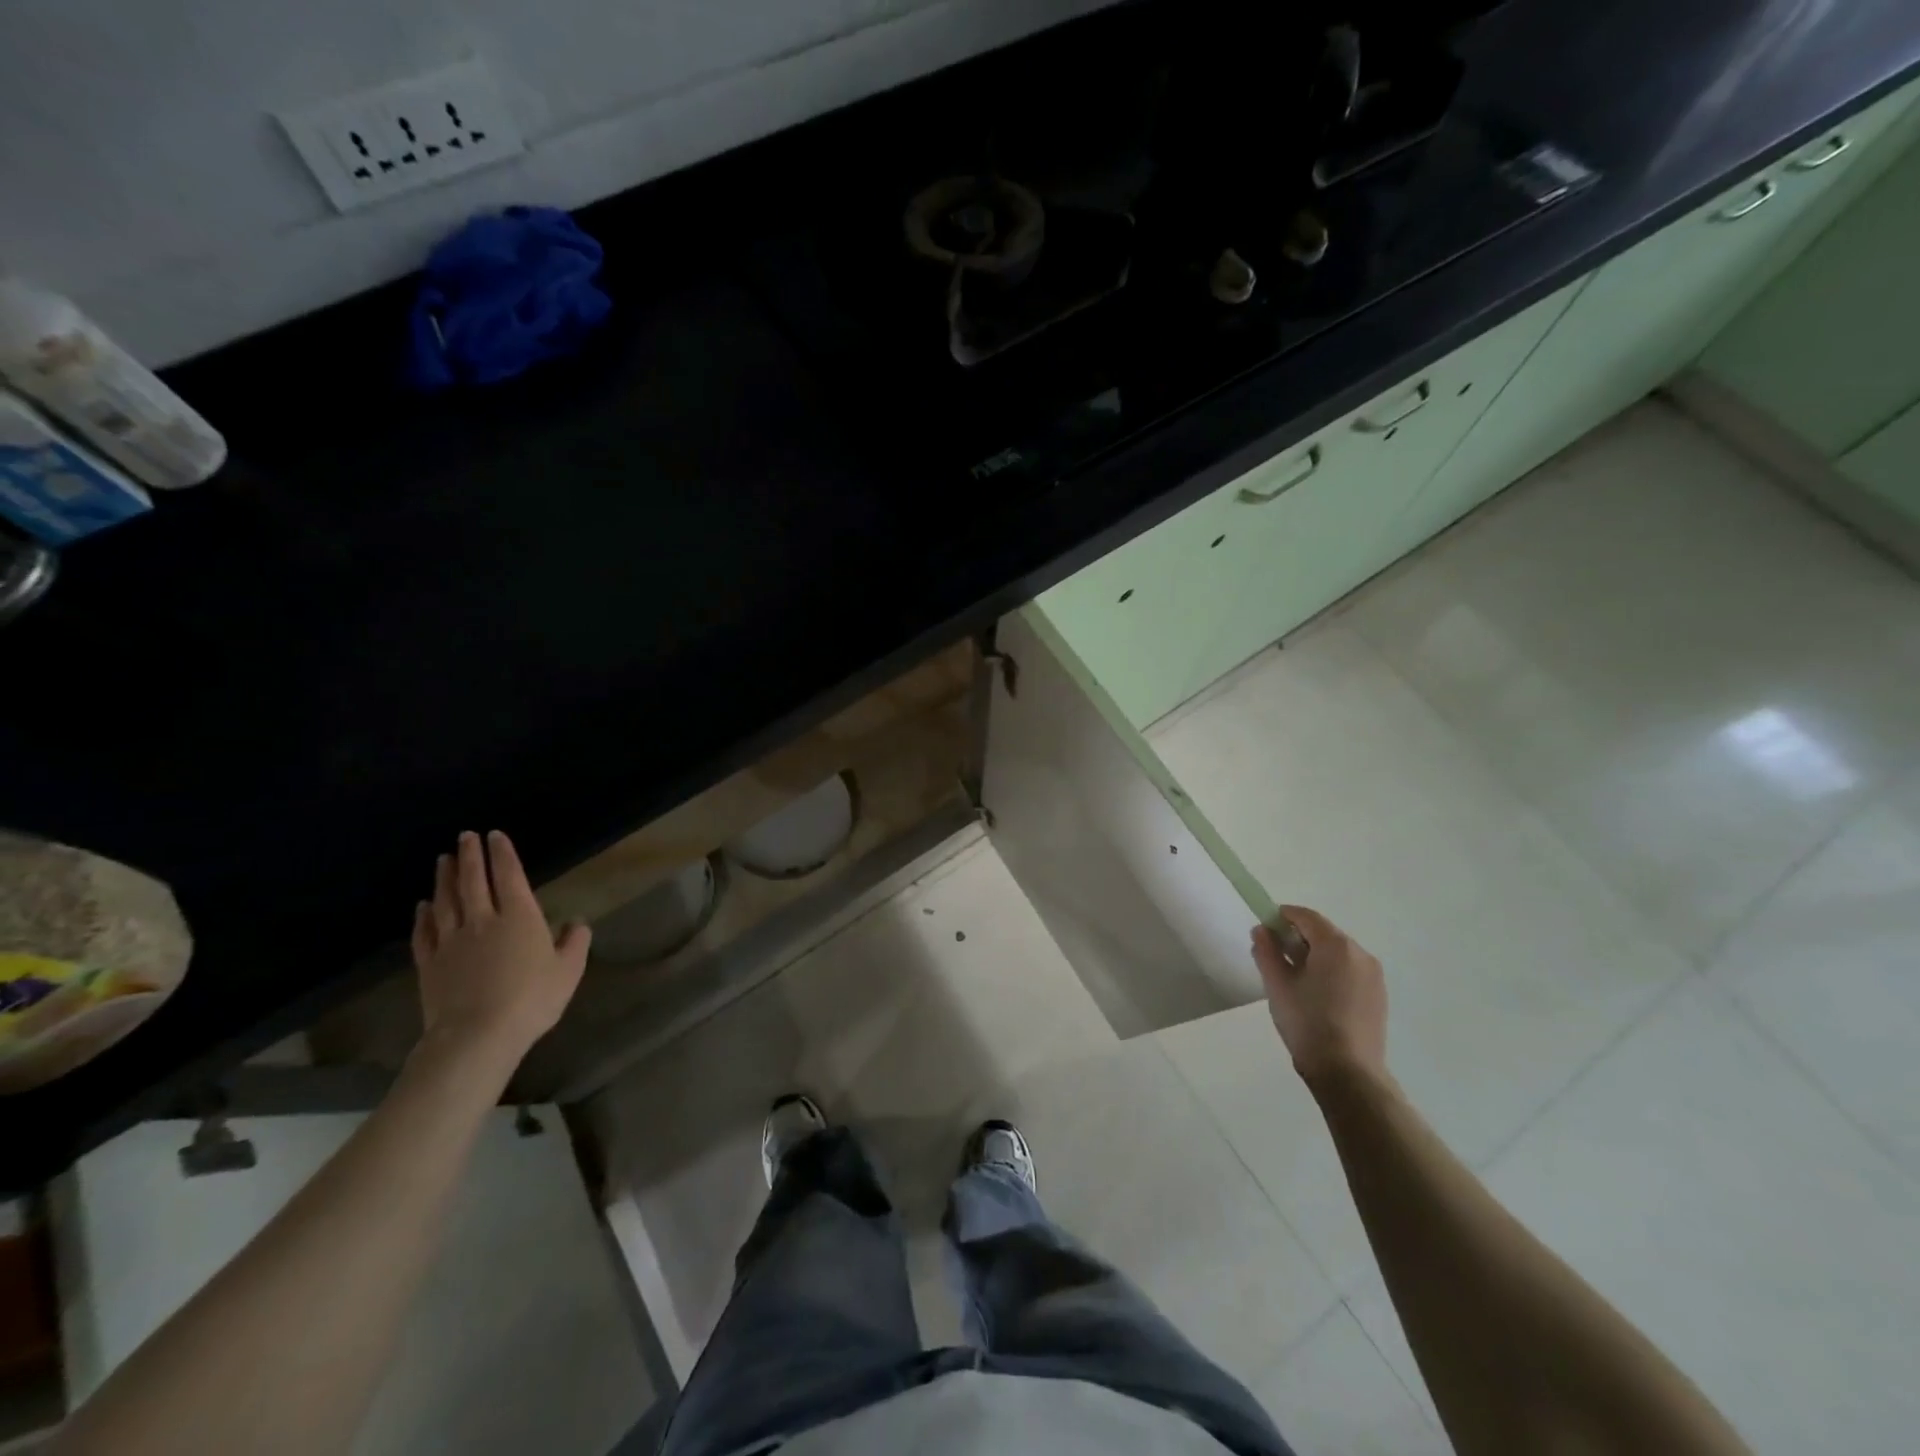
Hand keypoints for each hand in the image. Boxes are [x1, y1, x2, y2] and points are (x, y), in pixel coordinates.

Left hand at [410, 831, 590, 1067]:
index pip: (509, 876)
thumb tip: (577, 922)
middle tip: (465, 836)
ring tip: (444, 860)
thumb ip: (574, 943)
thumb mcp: (568, 971)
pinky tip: (422, 906)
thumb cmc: (532, 999)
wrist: (477, 1036)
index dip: (503, 854)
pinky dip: (423, 916)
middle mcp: (483, 920)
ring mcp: (452, 941)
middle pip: (473, 881)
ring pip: (446, 901)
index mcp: (520, 917)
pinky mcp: (430, 964)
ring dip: (444, 878)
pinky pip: (424, 933)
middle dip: (470, 856)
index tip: (496, 835)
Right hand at [1251, 904, 1387, 1088]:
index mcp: (1336, 945)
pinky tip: (1316, 995)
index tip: (1265, 928)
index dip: (1283, 916)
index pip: (1307, 916)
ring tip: (1294, 979)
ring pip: (1338, 953)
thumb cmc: (1307, 1022)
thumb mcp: (1277, 984)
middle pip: (1324, 933)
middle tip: (1274, 955)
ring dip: (1314, 955)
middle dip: (1298, 937)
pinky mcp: (1378, 997)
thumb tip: (1262, 930)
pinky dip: (1330, 972)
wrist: (1348, 1073)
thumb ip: (1266, 951)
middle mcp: (1361, 954)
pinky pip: (1349, 971)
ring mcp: (1374, 977)